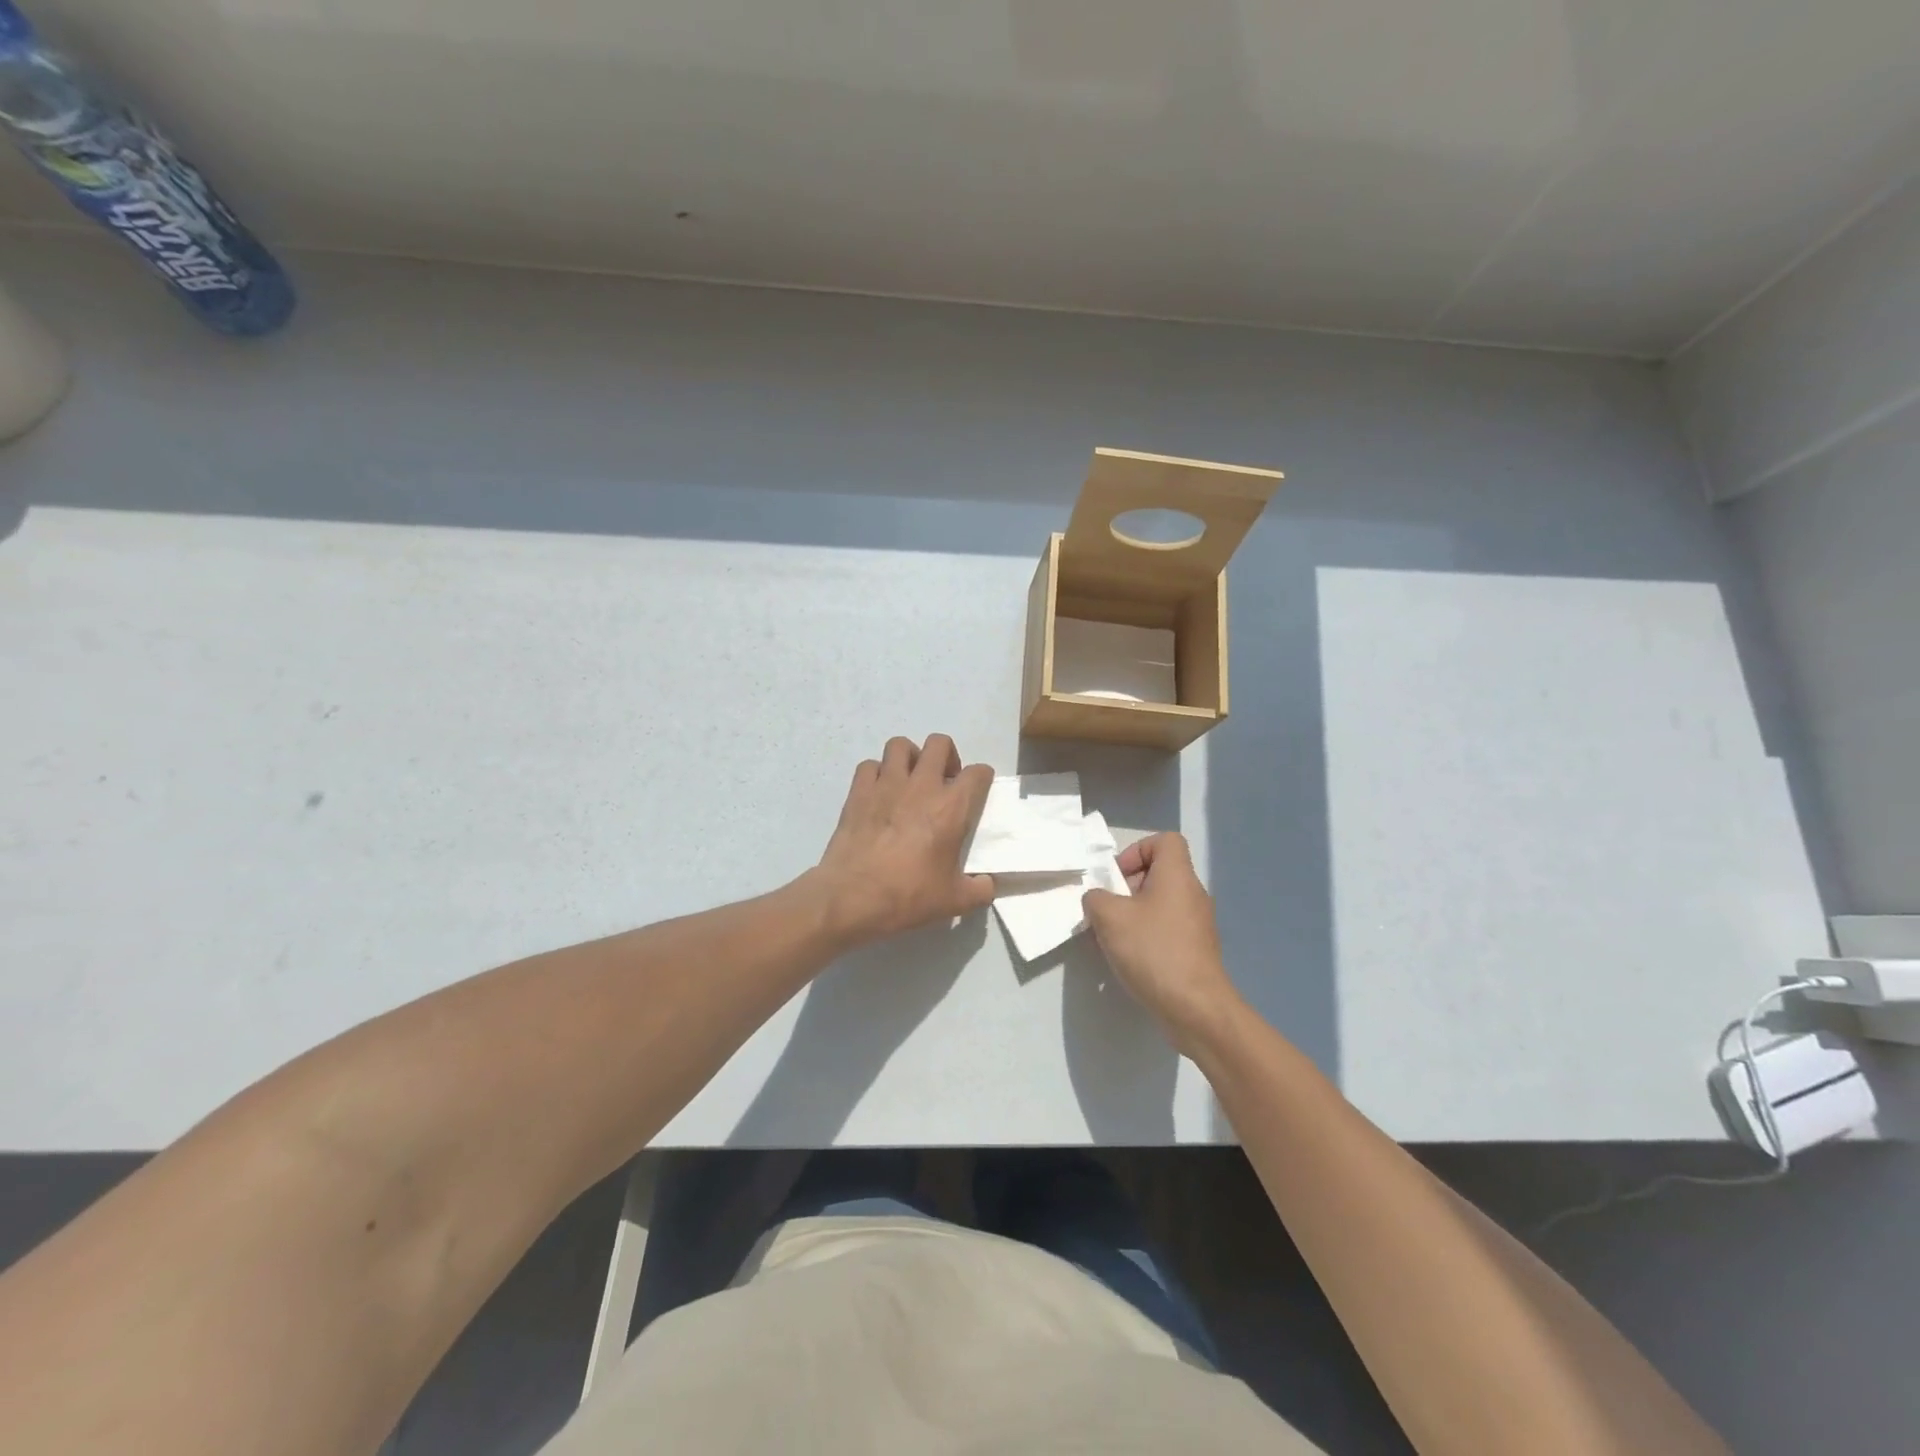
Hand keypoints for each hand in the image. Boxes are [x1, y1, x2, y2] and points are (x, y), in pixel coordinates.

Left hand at [809, 734, 994, 946]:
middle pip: (939, 744)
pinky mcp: (858, 792)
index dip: (982, 778)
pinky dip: (877, 773)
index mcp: (951, 807)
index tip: (977, 791)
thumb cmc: (908, 896)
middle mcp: (921, 786)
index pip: (977, 773)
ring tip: (910, 780)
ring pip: (900, 745)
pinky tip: (879, 793)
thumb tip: (988, 884)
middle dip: (947, 756)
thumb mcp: (954, 902)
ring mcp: (886, 784)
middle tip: (944, 781)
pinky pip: (870, 765)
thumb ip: (980, 889)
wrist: (852, 897)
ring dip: (910, 757)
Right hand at [1082, 832, 1241, 1051]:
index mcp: (1177, 876)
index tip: (1118, 877)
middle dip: (1128, 887)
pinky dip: (1147, 936)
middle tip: (1108, 909)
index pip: (1164, 841)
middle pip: (1159, 873)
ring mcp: (1197, 924)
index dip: (1137, 850)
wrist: (1195, 1008)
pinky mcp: (1196, 950)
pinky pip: (1167, 929)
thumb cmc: (1153, 950)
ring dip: (1134, 914)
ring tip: (1114, 937)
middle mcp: (1192, 894)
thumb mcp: (1109, 917)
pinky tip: (1131, 959)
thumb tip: (1098, 900)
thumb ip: (1096, 898)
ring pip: (1161, 903)